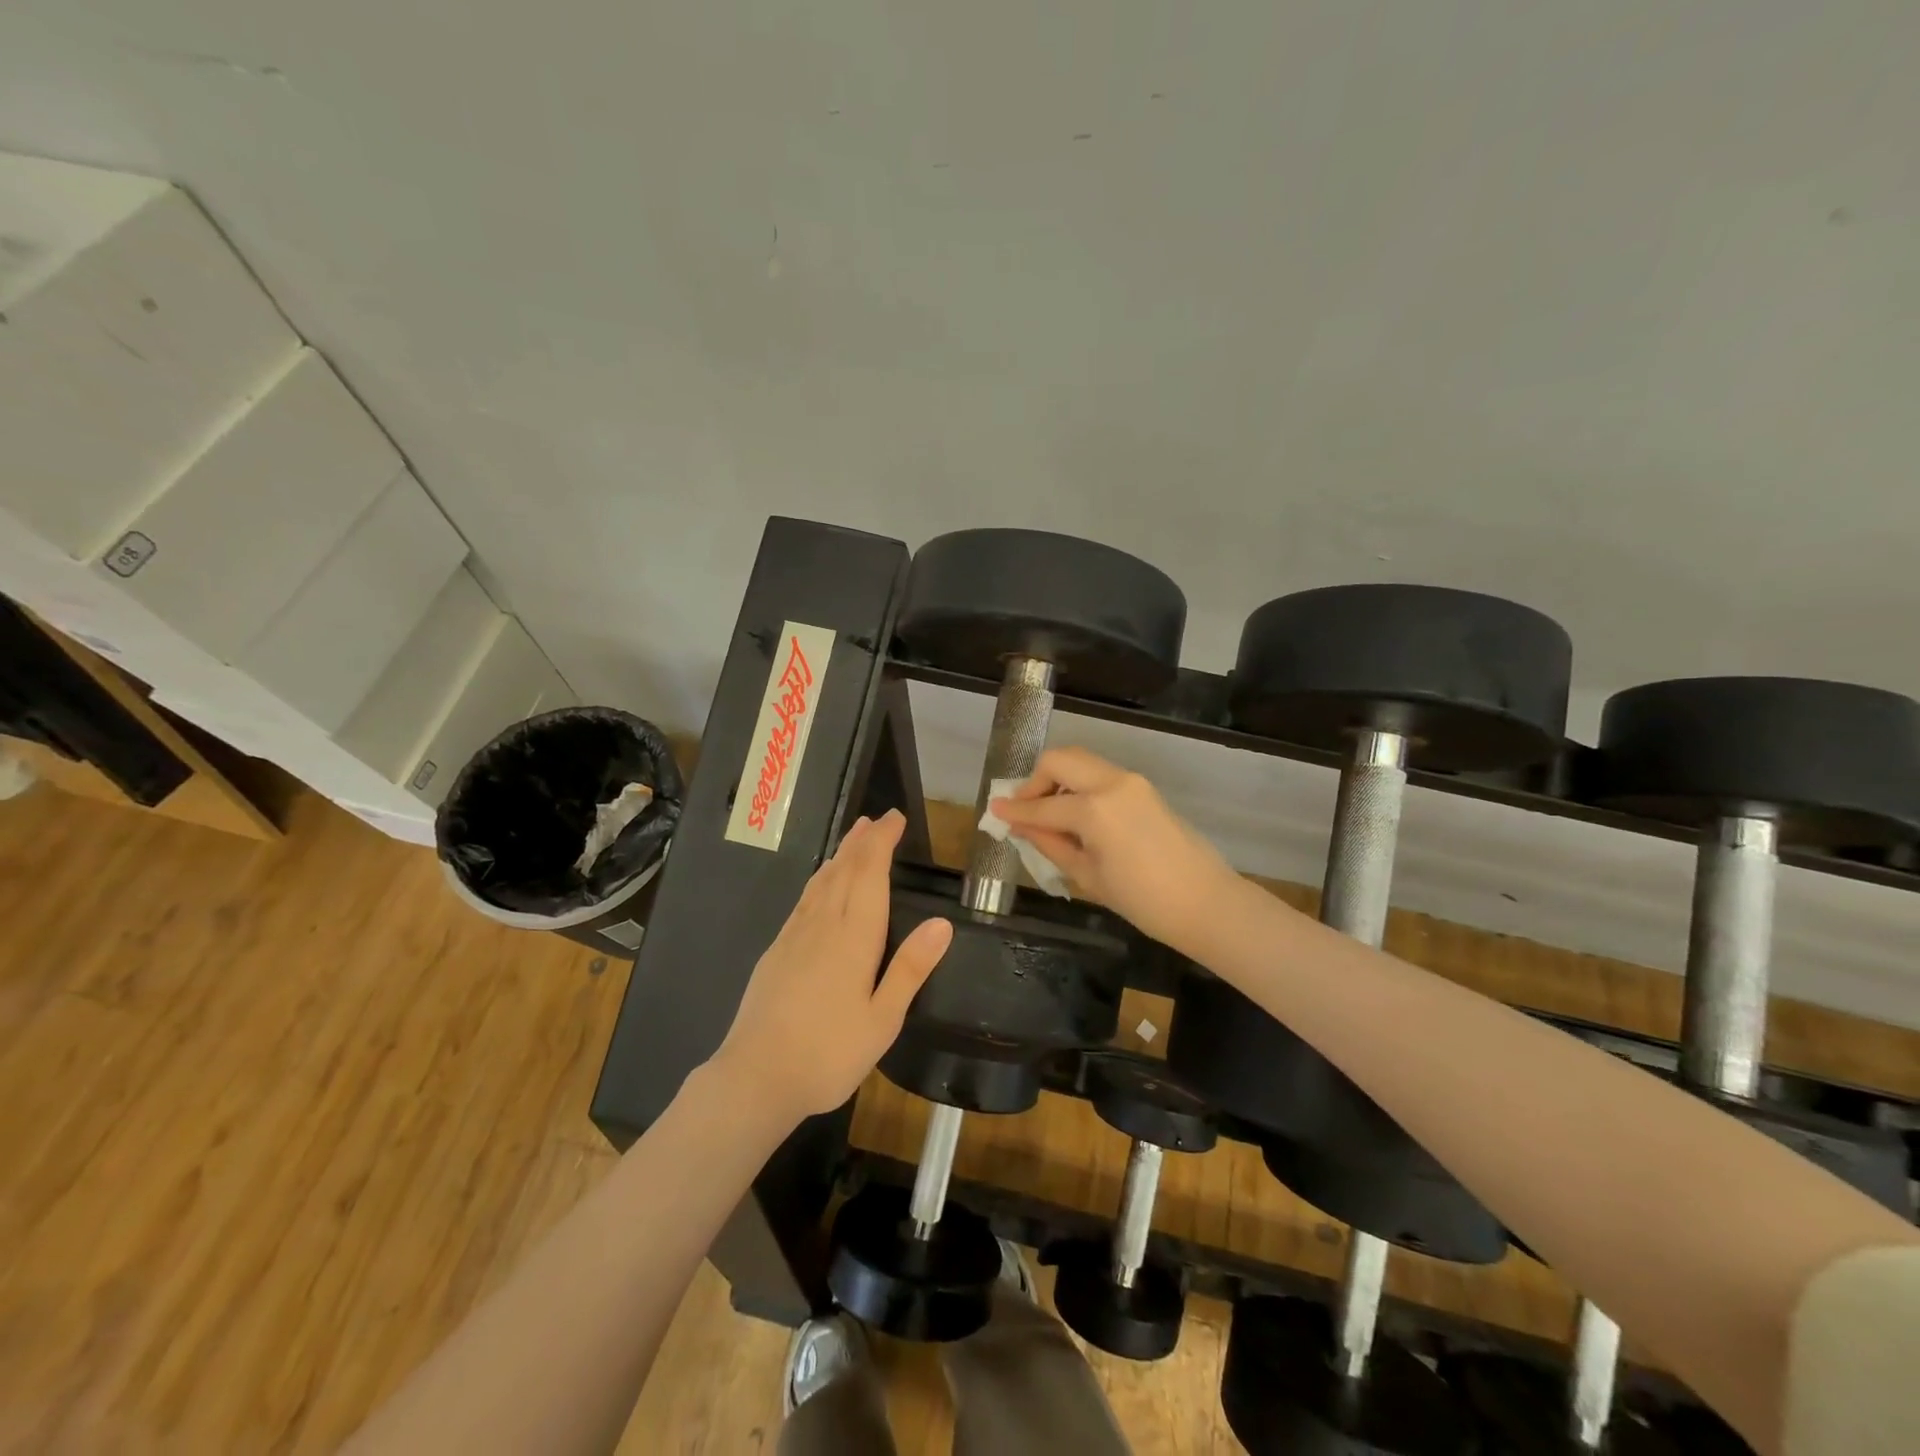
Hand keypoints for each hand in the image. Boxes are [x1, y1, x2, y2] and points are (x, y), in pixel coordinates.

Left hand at [711, 809, 952, 1121]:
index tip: (895, 819)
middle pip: (844, 870)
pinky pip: (804, 899)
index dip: (882, 842)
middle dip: (863, 840)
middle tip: (879, 819)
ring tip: (854, 836)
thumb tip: (942, 922)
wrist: (755, 1077)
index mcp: (853, 937)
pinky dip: (820, 879)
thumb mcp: (882, 1020)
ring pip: (821, 881)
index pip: (870, 874)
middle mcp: (823, 925)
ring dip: (841, 854)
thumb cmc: (828, 1053)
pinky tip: (822, 883)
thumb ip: (910, 968)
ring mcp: (795, 935)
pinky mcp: (777, 949)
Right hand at [988, 747, 1235, 947]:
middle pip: (1060, 759)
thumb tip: (1020, 827)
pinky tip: (1076, 815)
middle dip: (1036, 781)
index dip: (1014, 811)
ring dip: (1058, 779)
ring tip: (1049, 813)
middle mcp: (1111, 783)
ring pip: (1081, 761)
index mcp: (1094, 810)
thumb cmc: (1143, 901)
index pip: (1042, 806)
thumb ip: (1050, 844)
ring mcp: (1131, 781)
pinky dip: (1079, 784)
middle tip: (1025, 810)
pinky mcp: (1143, 787)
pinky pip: (1100, 774)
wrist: (1206, 902)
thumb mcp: (1088, 876)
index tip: (993, 811)